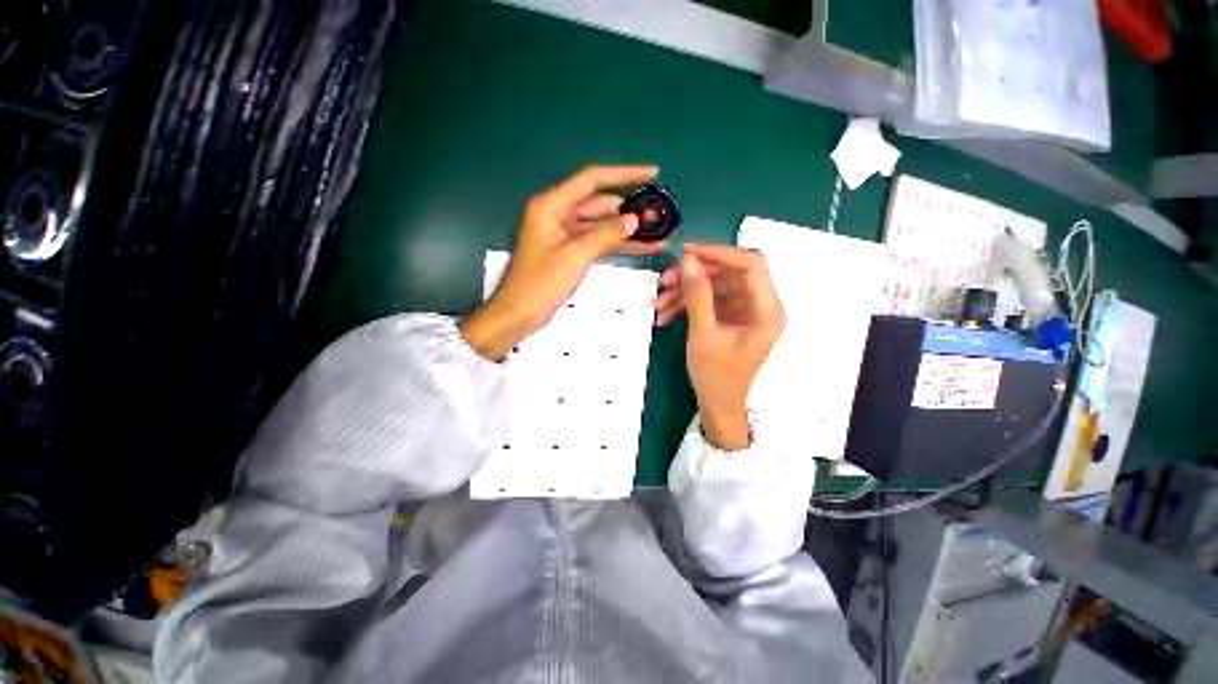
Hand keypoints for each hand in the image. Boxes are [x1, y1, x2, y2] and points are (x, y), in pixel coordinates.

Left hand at [460, 165, 665, 359]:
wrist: (519, 313)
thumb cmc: (540, 283)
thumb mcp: (575, 256)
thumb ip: (606, 235)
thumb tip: (634, 219)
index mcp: (552, 205)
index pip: (592, 180)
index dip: (624, 174)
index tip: (652, 174)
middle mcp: (558, 214)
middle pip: (599, 203)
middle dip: (629, 209)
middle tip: (660, 215)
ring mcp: (565, 234)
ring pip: (601, 225)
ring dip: (626, 229)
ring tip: (657, 232)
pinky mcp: (570, 251)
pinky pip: (598, 241)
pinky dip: (617, 244)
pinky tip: (642, 247)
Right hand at [655, 244, 784, 449]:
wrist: (717, 405)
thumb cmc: (716, 377)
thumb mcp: (703, 335)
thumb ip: (697, 296)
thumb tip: (688, 261)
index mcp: (766, 310)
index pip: (751, 264)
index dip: (719, 252)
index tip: (687, 252)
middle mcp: (759, 305)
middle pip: (729, 272)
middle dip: (695, 274)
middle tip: (666, 280)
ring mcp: (743, 310)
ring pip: (714, 285)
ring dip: (685, 290)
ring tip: (659, 302)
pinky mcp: (729, 316)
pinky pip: (708, 300)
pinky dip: (687, 304)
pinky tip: (665, 315)